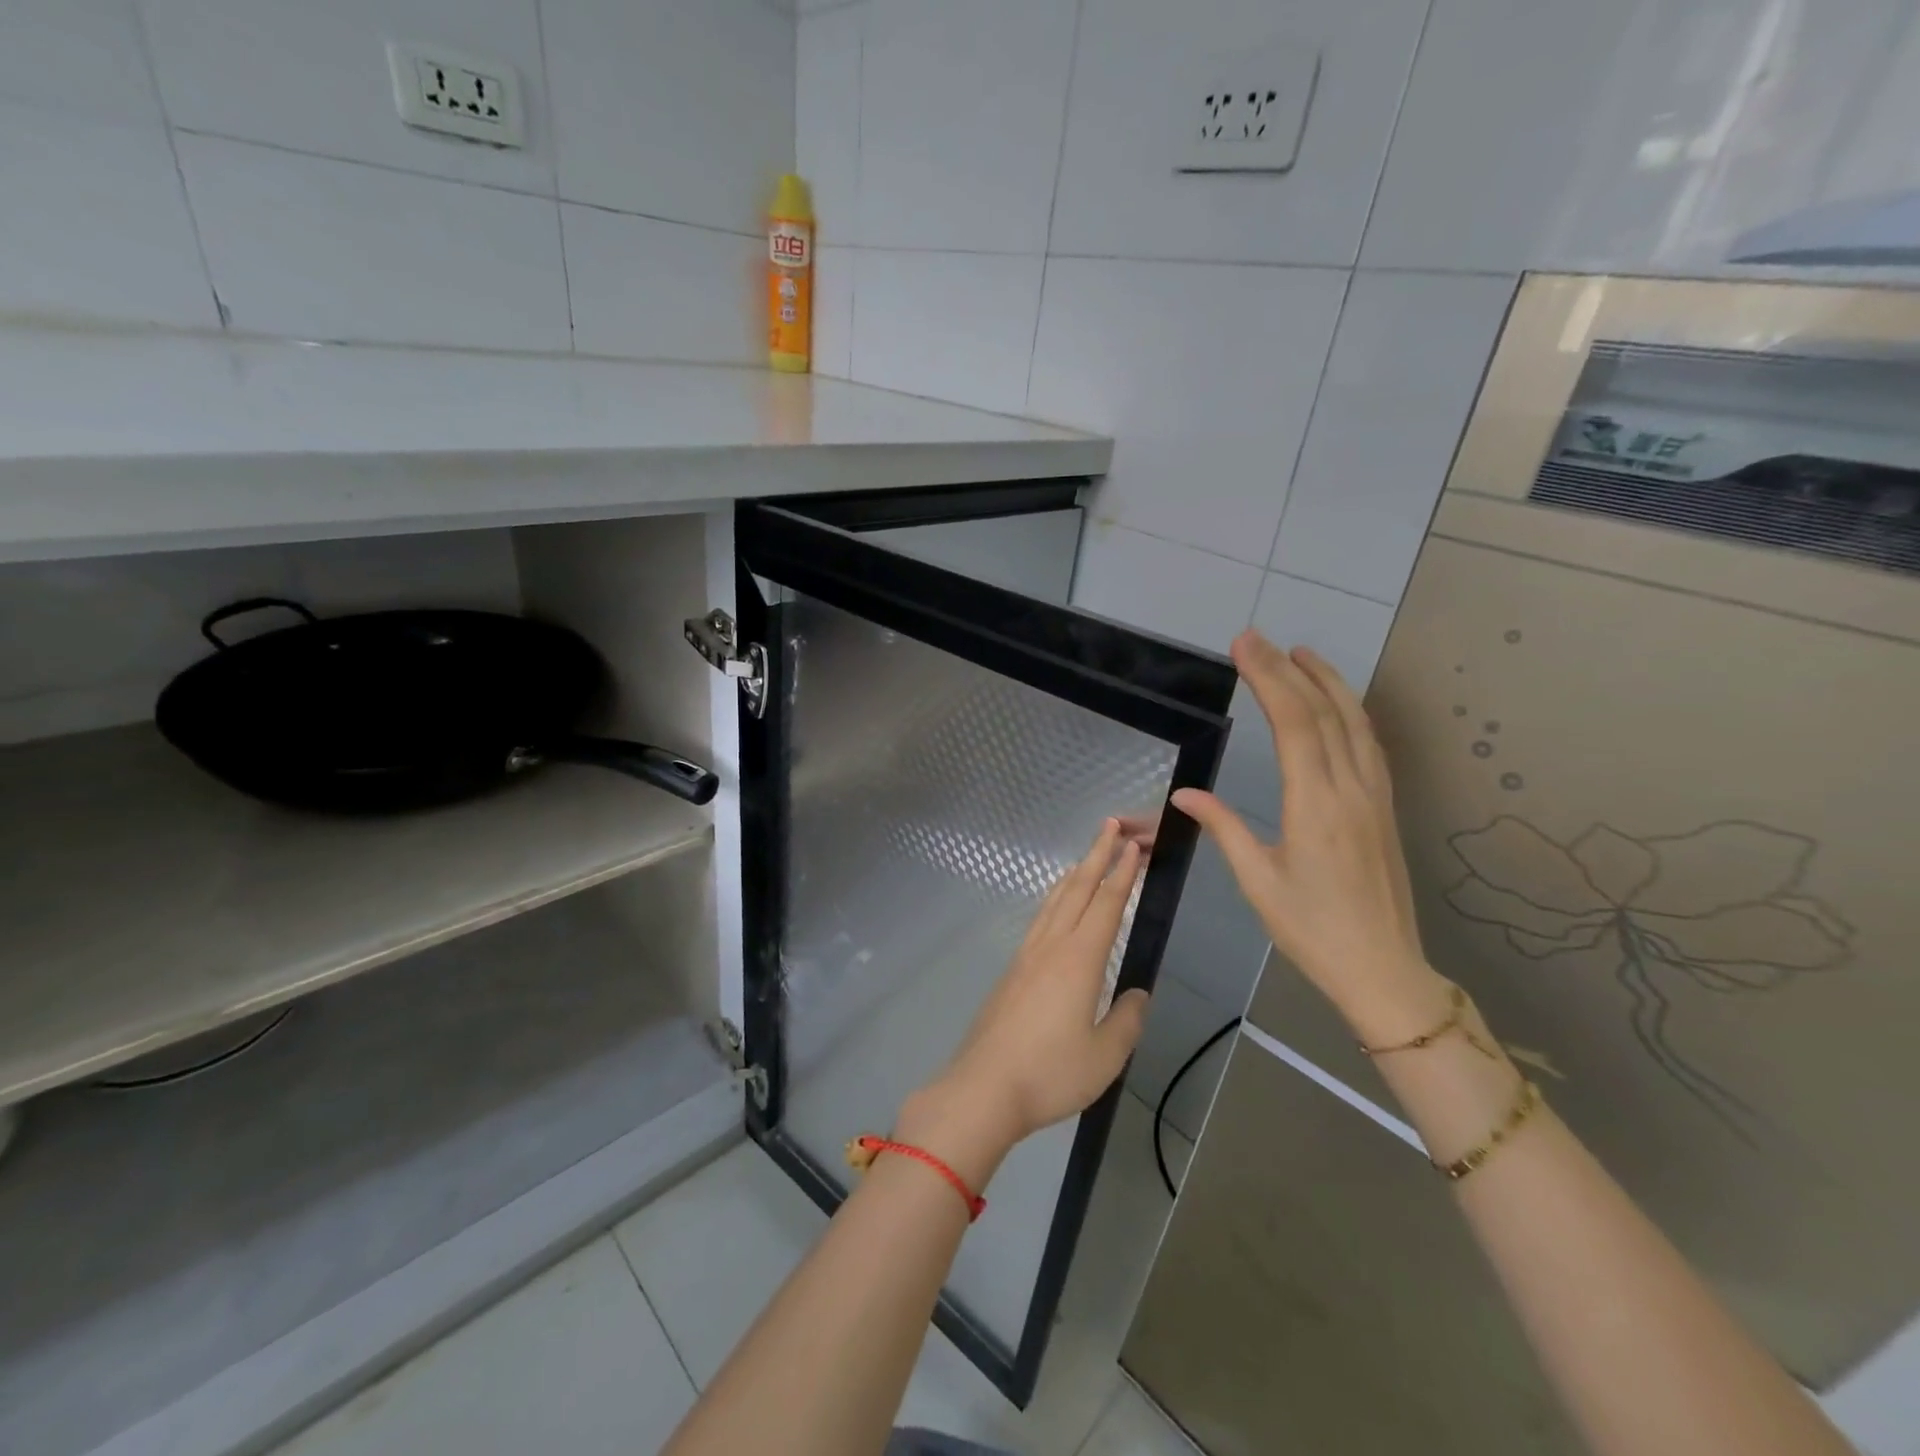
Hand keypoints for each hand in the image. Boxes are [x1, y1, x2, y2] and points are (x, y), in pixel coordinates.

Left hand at [898, 820, 1149, 1185]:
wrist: (984, 1088)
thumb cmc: (1050, 1073)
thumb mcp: (1105, 1055)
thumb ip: (1127, 1020)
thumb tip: (1137, 994)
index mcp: (1080, 960)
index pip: (1106, 904)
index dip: (1122, 873)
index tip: (1134, 846)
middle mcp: (1051, 947)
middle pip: (1077, 890)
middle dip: (1097, 856)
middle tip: (1111, 827)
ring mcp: (1026, 957)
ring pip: (1053, 902)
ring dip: (1073, 875)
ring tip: (1086, 859)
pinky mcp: (1011, 972)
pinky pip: (1039, 921)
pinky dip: (1054, 901)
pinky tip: (1054, 910)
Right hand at [1172, 631, 1446, 1044]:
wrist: (1384, 969)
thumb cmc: (1311, 929)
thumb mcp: (1257, 881)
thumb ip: (1224, 828)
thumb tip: (1184, 796)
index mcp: (1316, 804)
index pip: (1294, 723)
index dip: (1269, 678)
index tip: (1245, 645)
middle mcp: (1351, 789)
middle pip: (1324, 712)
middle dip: (1289, 669)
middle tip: (1259, 638)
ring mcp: (1375, 796)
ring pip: (1356, 722)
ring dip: (1328, 682)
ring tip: (1301, 654)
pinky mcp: (1385, 807)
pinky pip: (1369, 744)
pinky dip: (1351, 711)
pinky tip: (1338, 705)